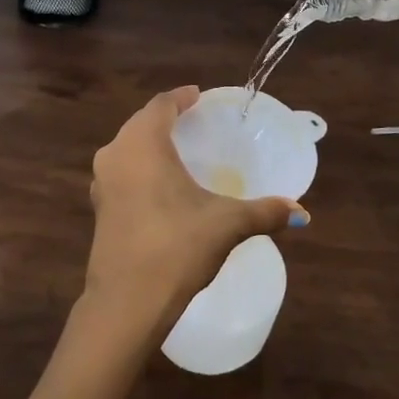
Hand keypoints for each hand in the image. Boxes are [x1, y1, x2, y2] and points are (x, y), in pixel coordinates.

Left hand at [83, 87, 308, 341]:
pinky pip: (121, 172)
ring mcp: (102, 183)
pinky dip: (140, 168)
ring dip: (149, 144)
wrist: (127, 302)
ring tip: (178, 151)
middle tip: (193, 121)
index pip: (161, 105)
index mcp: (143, 144)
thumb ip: (263, 212)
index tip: (198, 96)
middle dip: (165, 118)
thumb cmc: (177, 247)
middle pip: (141, 123)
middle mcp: (116, 154)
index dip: (180, 97)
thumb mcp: (226, 225)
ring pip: (126, 148)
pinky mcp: (98, 209)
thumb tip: (300, 212)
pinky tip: (159, 185)